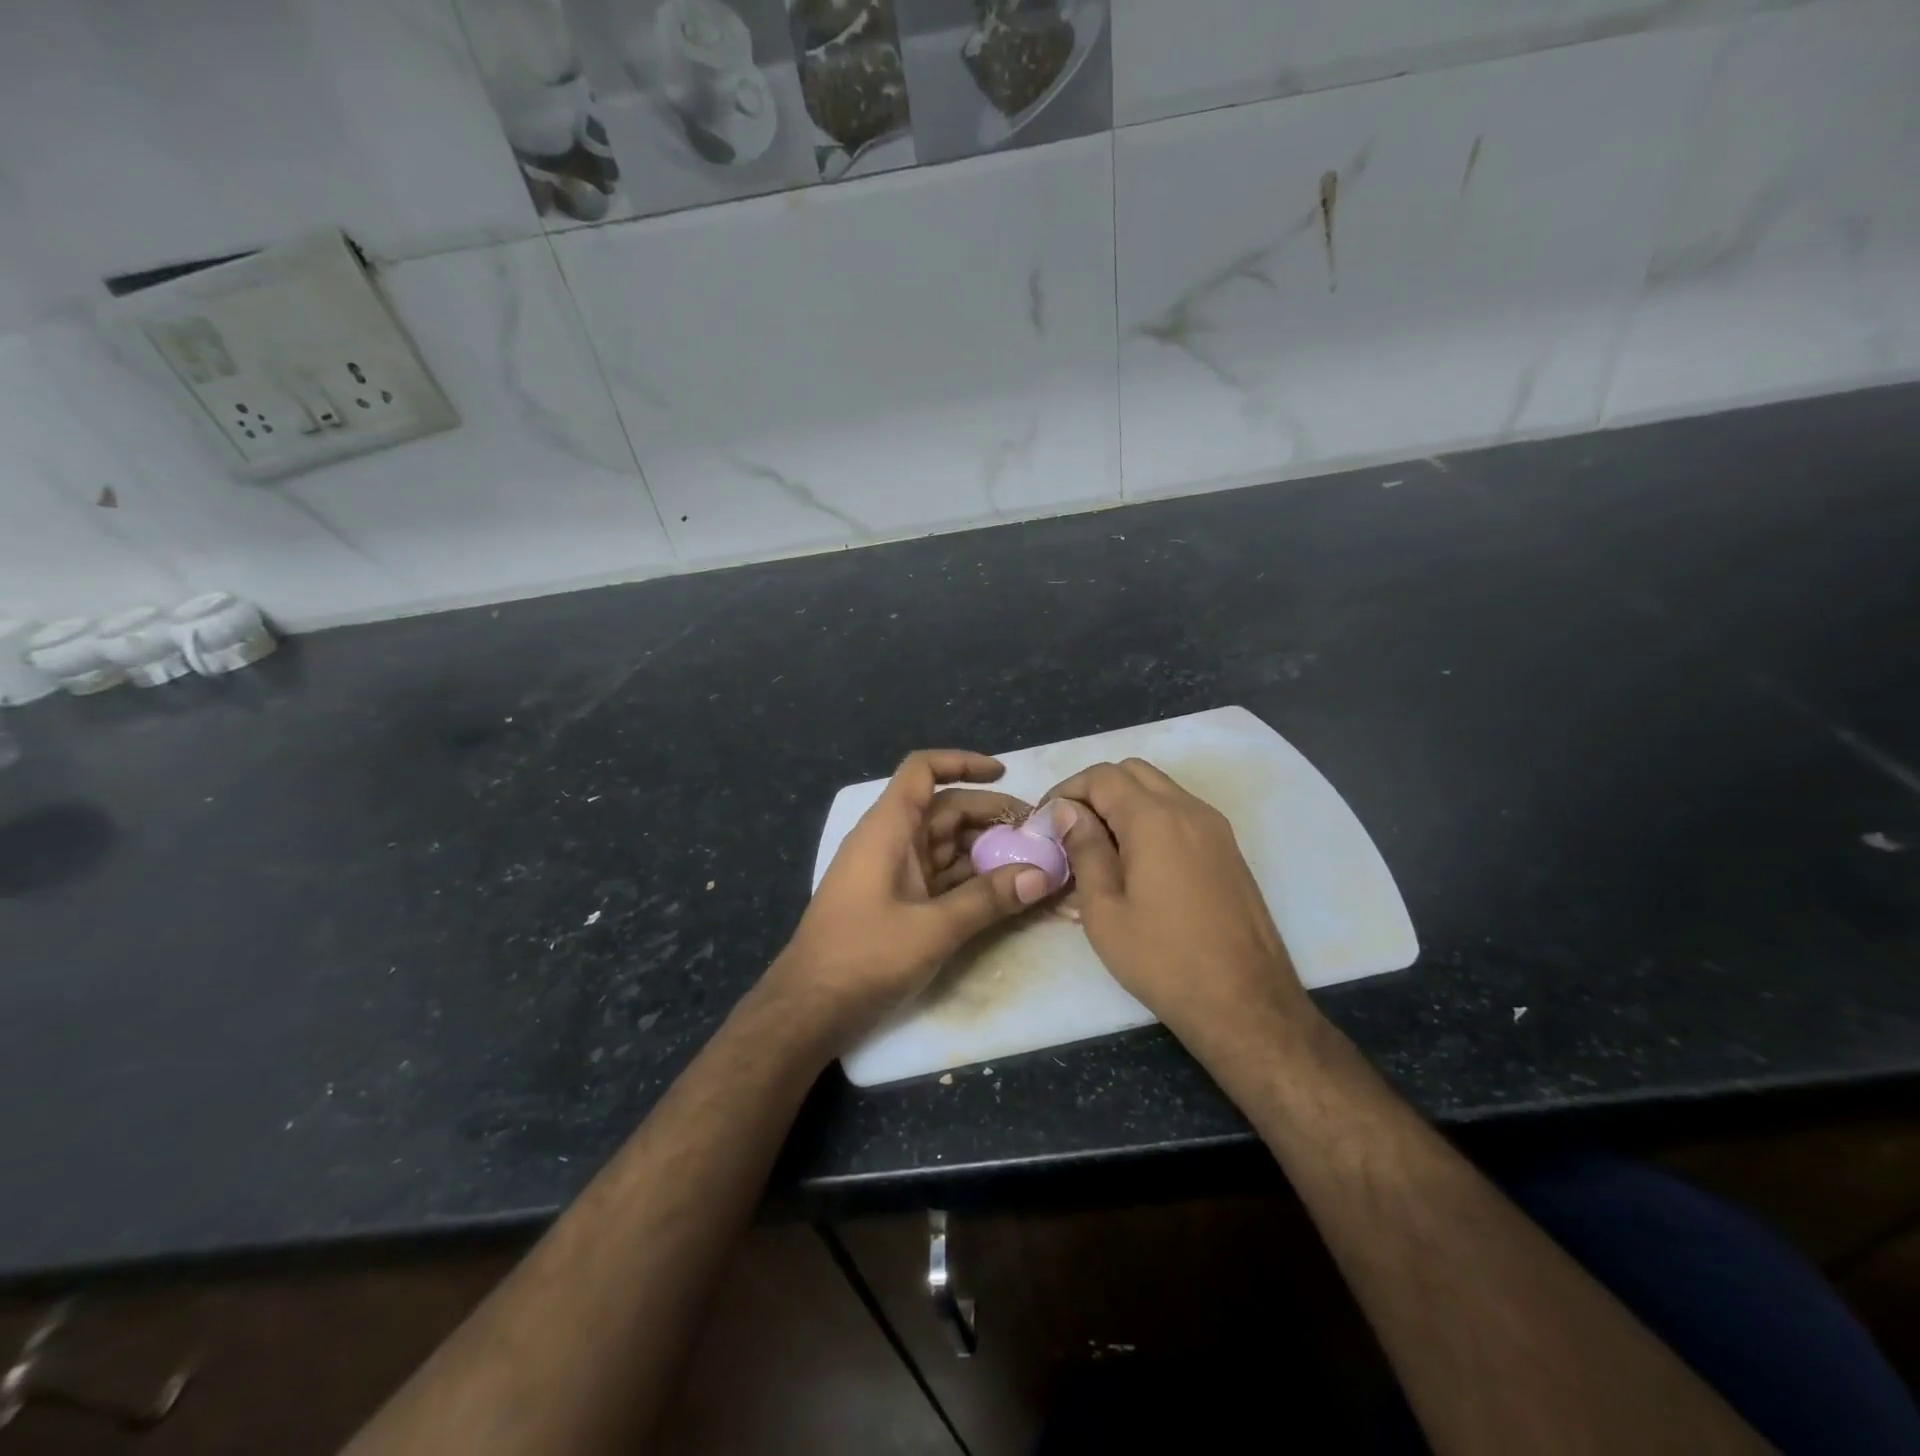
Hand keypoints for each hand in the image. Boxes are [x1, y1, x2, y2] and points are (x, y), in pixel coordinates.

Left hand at [772, 750, 1054, 1046]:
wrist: (809, 1009)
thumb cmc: (863, 956)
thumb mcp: (933, 928)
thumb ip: (988, 899)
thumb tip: (1043, 875)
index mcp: (888, 828)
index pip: (923, 771)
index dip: (962, 762)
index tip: (1004, 774)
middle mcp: (890, 840)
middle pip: (945, 809)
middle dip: (991, 816)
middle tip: (1039, 834)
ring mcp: (892, 871)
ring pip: (946, 844)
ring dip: (986, 850)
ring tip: (1033, 861)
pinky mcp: (896, 900)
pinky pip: (940, 875)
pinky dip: (971, 878)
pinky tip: (1004, 890)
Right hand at [1044, 759, 1311, 1039]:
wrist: (1246, 1003)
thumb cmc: (1163, 960)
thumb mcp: (1105, 910)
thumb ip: (1085, 850)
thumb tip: (1068, 811)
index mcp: (1155, 819)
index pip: (1101, 776)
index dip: (1066, 791)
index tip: (1045, 823)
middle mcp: (1189, 809)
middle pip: (1133, 772)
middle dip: (1095, 790)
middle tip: (1070, 830)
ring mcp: (1215, 828)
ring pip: (1160, 788)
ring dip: (1125, 802)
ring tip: (1100, 846)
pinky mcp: (1228, 849)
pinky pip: (1181, 812)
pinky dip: (1151, 818)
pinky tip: (1137, 860)